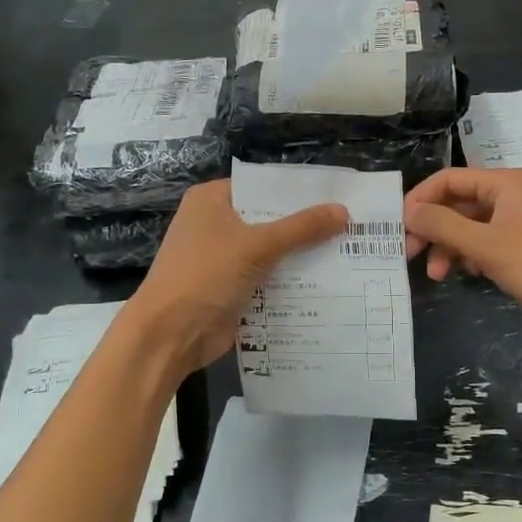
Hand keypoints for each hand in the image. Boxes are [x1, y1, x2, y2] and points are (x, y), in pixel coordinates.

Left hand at [129, 180, 346, 372]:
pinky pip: (267, 278)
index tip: (337, 195)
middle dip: (305, 226)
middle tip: (351, 224)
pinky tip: (327, 282)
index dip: (298, 192)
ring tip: (348, 251)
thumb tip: (344, 211)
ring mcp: (222, 258)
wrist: (170, 334)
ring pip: (270, 251)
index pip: (263, 186)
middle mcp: (215, 224)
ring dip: (301, 256)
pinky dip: (289, 281)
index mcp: (212, 200)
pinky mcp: (230, 288)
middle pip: (269, 219)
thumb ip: (301, 228)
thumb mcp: (257, 245)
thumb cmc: (206, 274)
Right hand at [404, 168, 521, 330]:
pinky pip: (487, 242)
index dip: (421, 199)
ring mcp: (520, 221)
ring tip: (436, 274)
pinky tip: (467, 274)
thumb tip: (408, 212)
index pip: (450, 179)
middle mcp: (512, 195)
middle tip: (411, 254)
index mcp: (506, 183)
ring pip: (470, 226)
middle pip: (459, 203)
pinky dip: (471, 255)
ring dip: (449, 246)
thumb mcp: (485, 245)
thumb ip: (442, 225)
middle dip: (433, 228)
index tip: (399, 226)